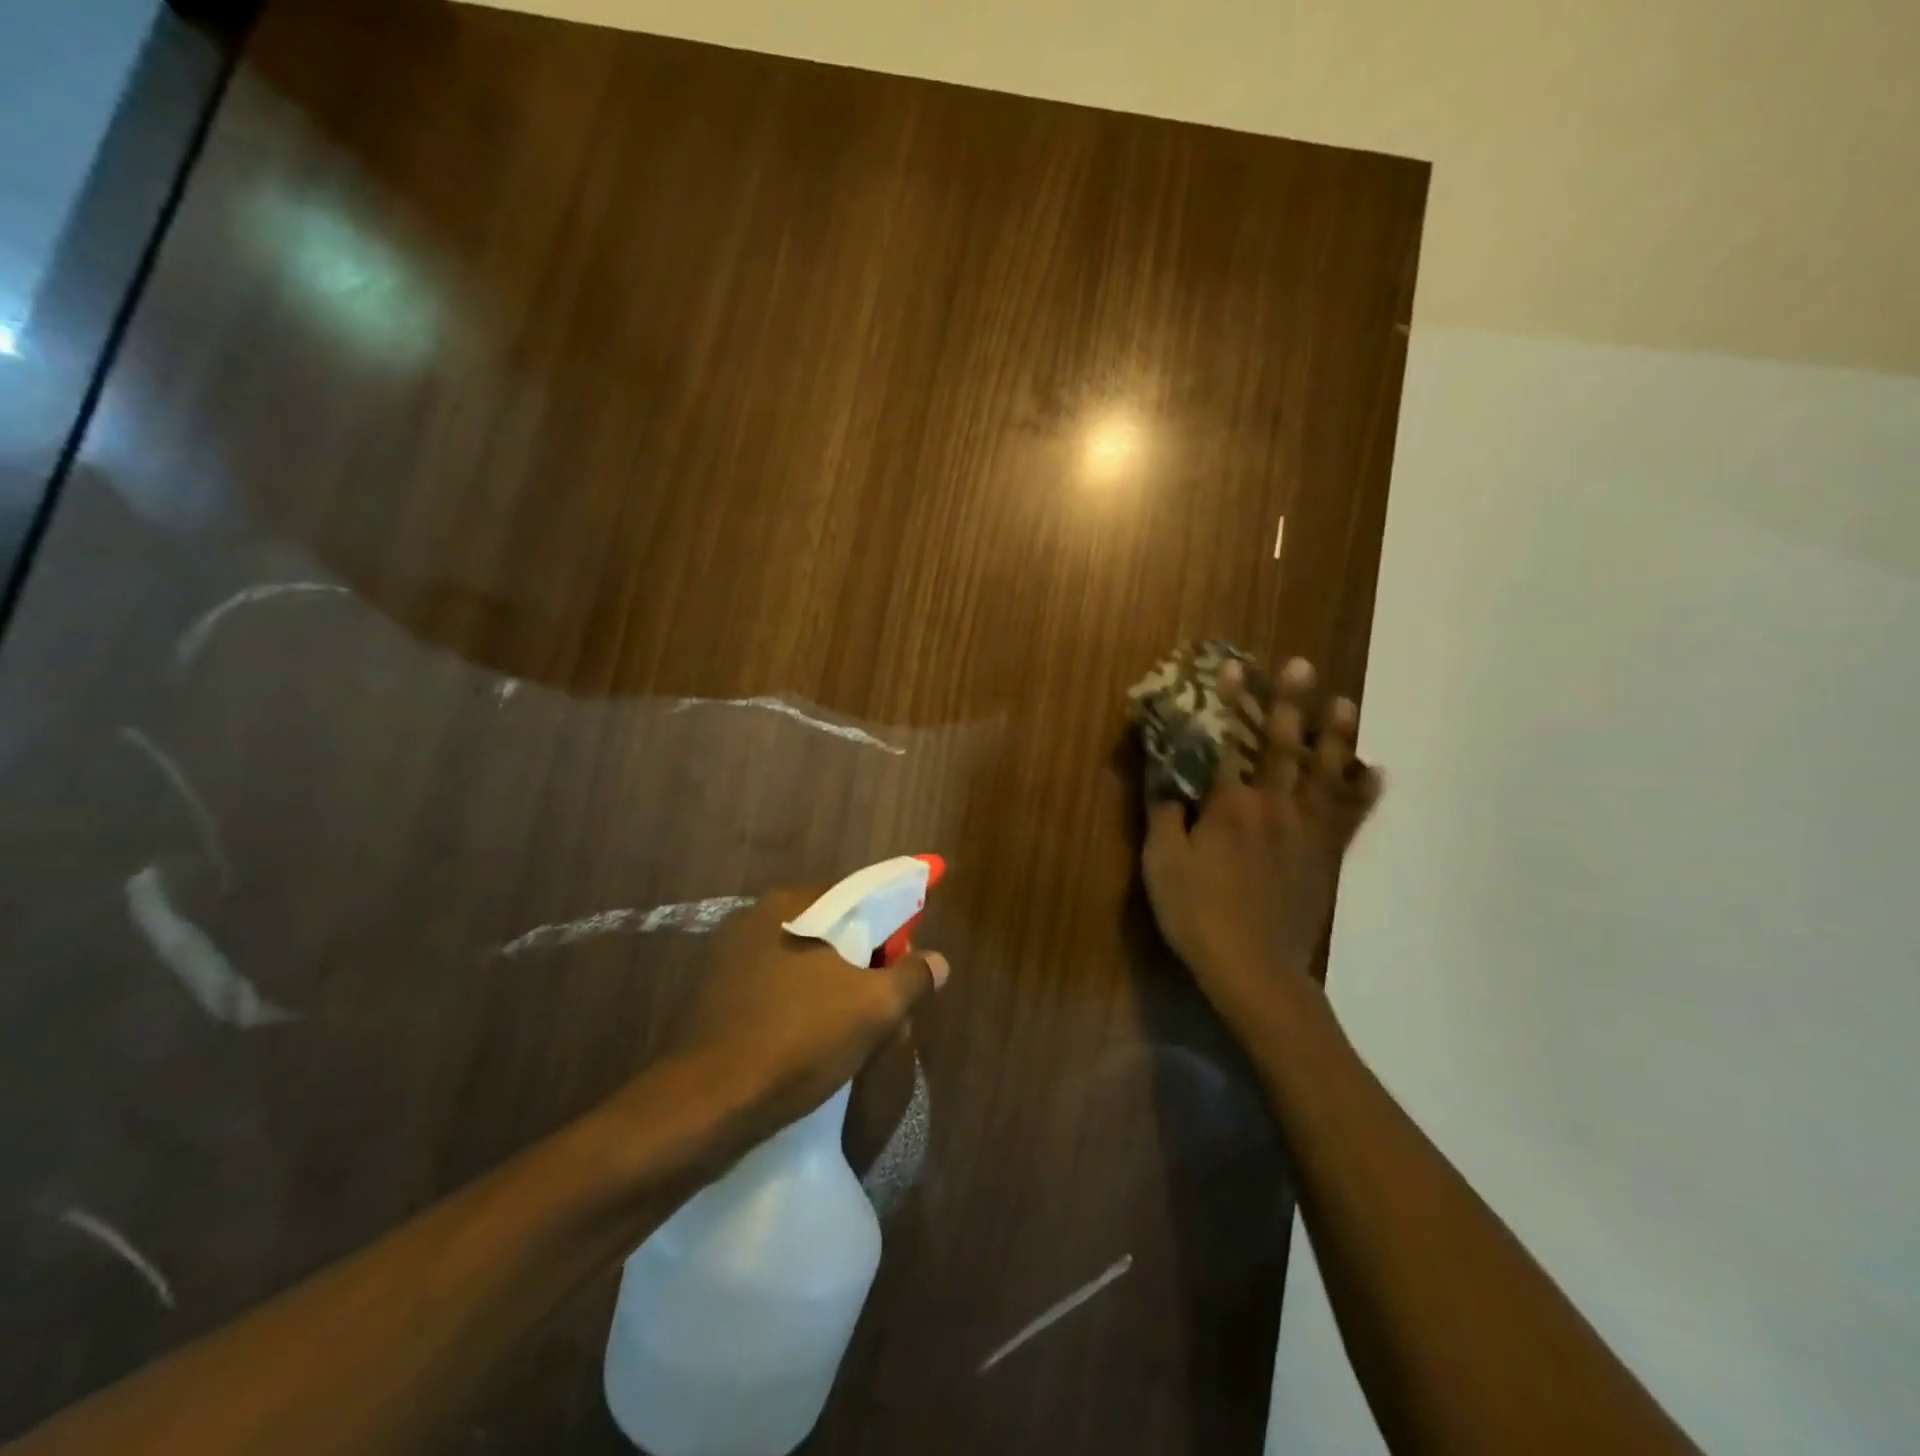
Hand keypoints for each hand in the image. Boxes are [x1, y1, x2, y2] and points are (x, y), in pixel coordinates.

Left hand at [656, 886, 948, 1145]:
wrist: (705, 1105)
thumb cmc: (797, 1040)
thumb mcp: (873, 1009)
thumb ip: (912, 977)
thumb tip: (937, 961)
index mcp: (792, 905)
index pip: (859, 895)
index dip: (894, 920)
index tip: (911, 954)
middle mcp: (756, 919)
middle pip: (832, 929)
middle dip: (865, 960)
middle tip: (889, 999)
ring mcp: (729, 958)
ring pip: (804, 962)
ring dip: (836, 986)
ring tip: (858, 1027)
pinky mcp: (715, 997)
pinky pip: (777, 989)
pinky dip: (803, 1004)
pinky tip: (815, 1040)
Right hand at [1142, 657, 1382, 1030]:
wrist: (1254, 968)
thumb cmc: (1197, 913)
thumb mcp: (1162, 863)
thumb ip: (1163, 813)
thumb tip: (1162, 773)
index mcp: (1228, 804)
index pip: (1226, 741)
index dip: (1228, 703)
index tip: (1232, 667)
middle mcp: (1272, 805)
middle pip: (1282, 746)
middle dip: (1289, 703)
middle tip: (1301, 665)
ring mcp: (1305, 830)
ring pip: (1324, 773)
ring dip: (1334, 735)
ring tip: (1344, 702)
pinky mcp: (1326, 856)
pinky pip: (1349, 817)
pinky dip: (1363, 793)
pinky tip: (1375, 772)